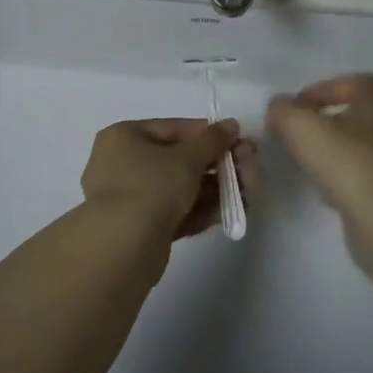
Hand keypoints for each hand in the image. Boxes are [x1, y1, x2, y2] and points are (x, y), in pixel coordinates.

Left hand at [81, 118, 256, 238]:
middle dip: (218, 166)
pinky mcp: (139, 228)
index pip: (174, 129)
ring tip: (248, 194)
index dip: (210, 135)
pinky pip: (174, 211)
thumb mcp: (187, 158)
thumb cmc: (152, 187)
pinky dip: (200, 211)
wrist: (123, 247)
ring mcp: (130, 197)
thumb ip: (212, 140)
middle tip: (250, 171)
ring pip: (179, 188)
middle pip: (180, 159)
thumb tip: (231, 124)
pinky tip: (229, 213)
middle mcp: (122, 163)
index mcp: (124, 136)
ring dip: (215, 190)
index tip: (240, 142)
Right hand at [266, 73, 372, 223]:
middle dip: (330, 120)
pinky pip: (371, 176)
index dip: (324, 88)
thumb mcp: (301, 128)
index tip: (298, 105)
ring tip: (311, 162)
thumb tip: (279, 106)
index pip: (355, 82)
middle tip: (302, 133)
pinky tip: (328, 191)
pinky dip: (349, 178)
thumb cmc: (347, 163)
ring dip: (339, 150)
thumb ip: (284, 111)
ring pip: (366, 147)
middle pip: (361, 114)